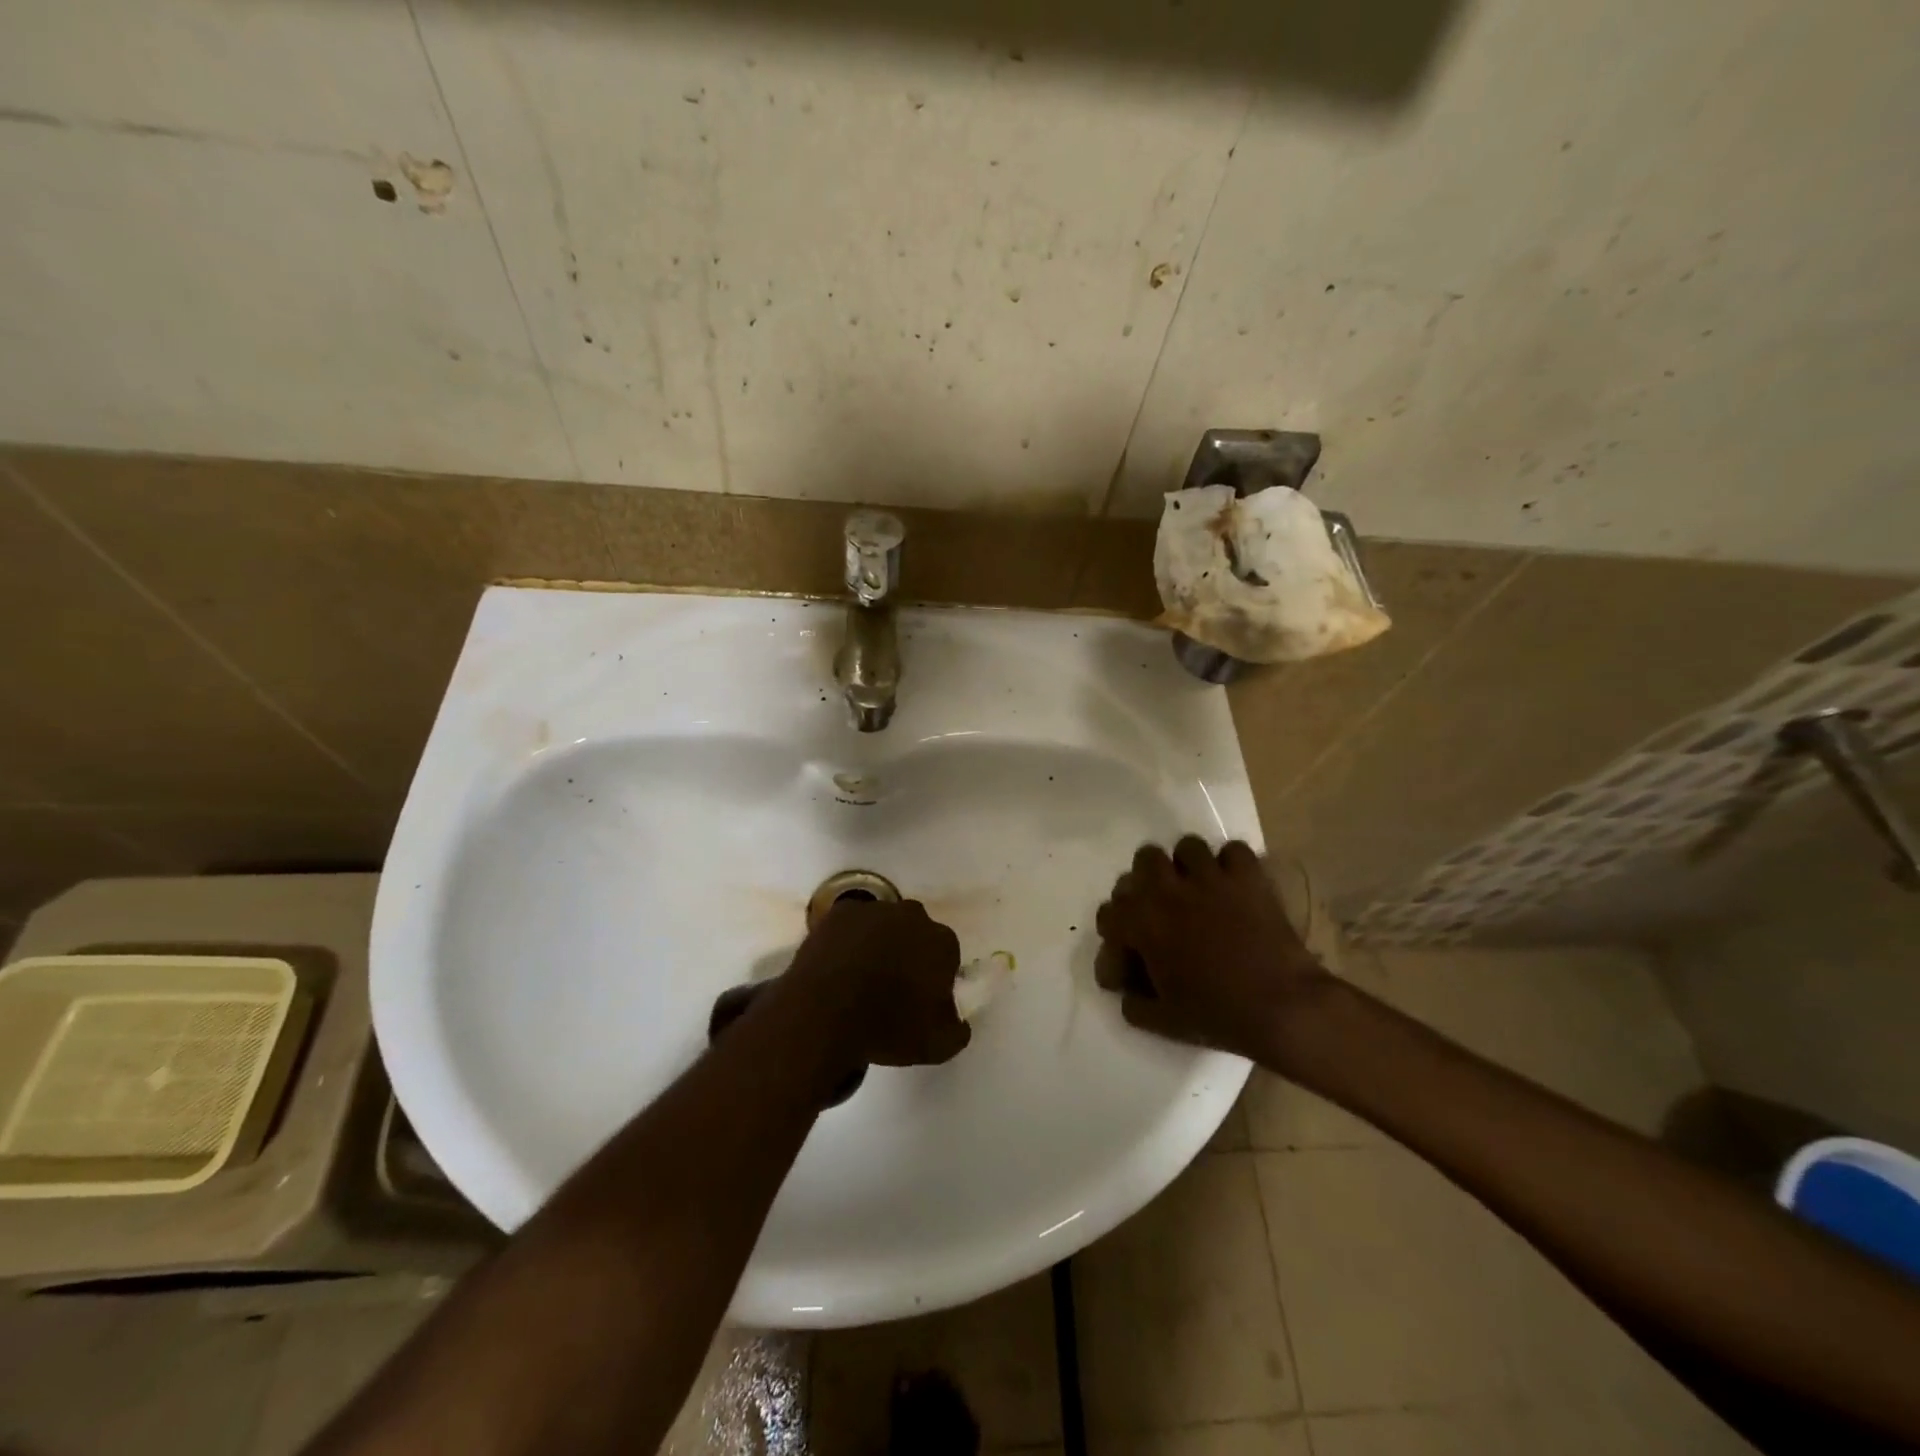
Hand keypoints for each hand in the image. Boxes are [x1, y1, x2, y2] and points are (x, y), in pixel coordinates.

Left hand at [784, 898, 971, 1068]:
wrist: (826, 1014)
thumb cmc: (888, 1027)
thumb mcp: (937, 1045)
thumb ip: (957, 1030)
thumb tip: (959, 1023)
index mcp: (942, 942)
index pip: (947, 955)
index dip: (935, 976)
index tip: (922, 998)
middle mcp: (913, 916)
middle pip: (916, 932)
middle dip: (909, 952)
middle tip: (893, 985)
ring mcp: (874, 909)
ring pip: (883, 924)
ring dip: (878, 942)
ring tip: (861, 976)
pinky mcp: (840, 913)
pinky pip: (850, 923)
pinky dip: (847, 938)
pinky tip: (838, 963)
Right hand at [1094, 837, 1332, 1062]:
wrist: (1282, 1008)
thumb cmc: (1218, 1015)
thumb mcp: (1162, 1022)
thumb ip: (1133, 1003)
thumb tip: (1126, 992)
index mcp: (1142, 923)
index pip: (1109, 912)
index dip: (1115, 932)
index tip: (1129, 951)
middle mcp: (1168, 890)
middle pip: (1144, 860)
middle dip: (1149, 880)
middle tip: (1162, 905)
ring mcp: (1210, 878)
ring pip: (1187, 846)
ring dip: (1188, 865)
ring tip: (1198, 887)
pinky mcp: (1247, 877)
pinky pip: (1234, 851)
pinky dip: (1232, 864)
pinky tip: (1234, 885)